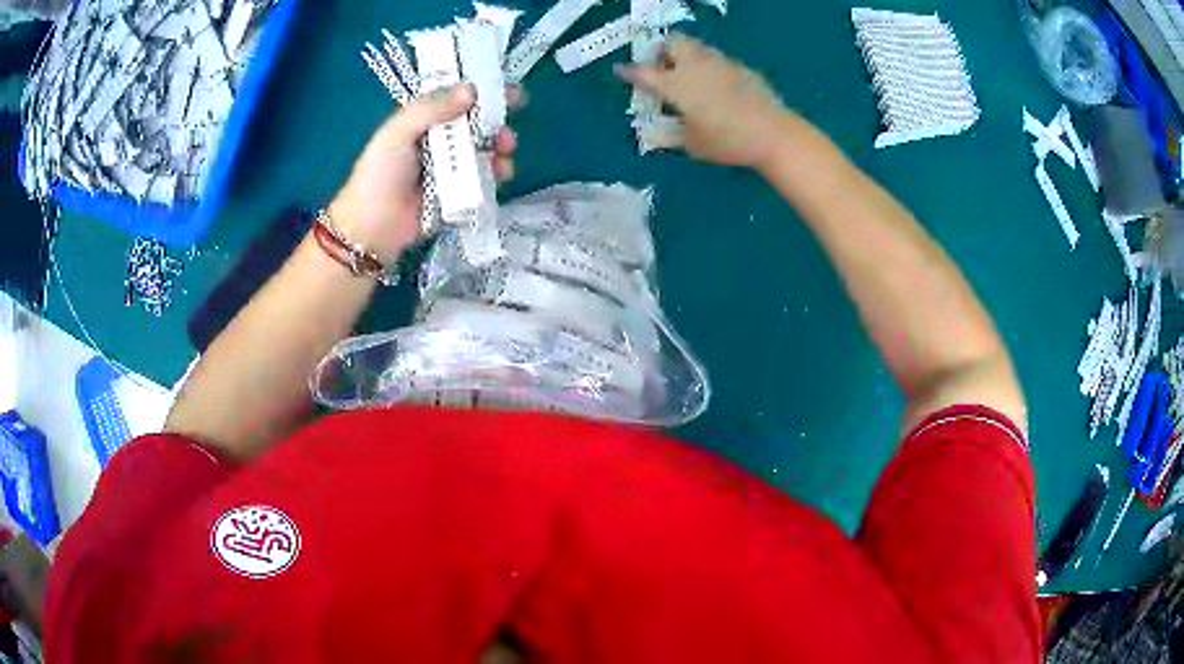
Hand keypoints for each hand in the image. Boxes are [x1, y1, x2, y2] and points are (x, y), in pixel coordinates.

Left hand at [329, 84, 521, 262]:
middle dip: (498, 119)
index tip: (508, 88)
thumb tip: (471, 89)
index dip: (482, 89)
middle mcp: (441, 139)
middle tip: (509, 121)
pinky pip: (486, 176)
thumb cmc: (379, 176)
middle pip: (478, 121)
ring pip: (486, 148)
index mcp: (424, 119)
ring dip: (501, 145)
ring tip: (504, 150)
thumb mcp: (397, 133)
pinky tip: (500, 172)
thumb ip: (430, 108)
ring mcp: (453, 166)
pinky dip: (498, 171)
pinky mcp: (462, 191)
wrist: (374, 228)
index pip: (456, 96)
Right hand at [616, 34, 789, 168]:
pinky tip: (718, 88)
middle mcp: (695, 66)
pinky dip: (710, 67)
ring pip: (697, 47)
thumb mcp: (693, 145)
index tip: (621, 70)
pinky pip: (718, 60)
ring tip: (690, 76)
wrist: (774, 134)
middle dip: (663, 51)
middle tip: (664, 69)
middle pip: (673, 42)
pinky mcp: (741, 68)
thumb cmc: (728, 141)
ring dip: (687, 55)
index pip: (645, 73)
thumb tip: (654, 136)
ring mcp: (721, 63)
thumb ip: (670, 136)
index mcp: (677, 84)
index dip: (630, 72)